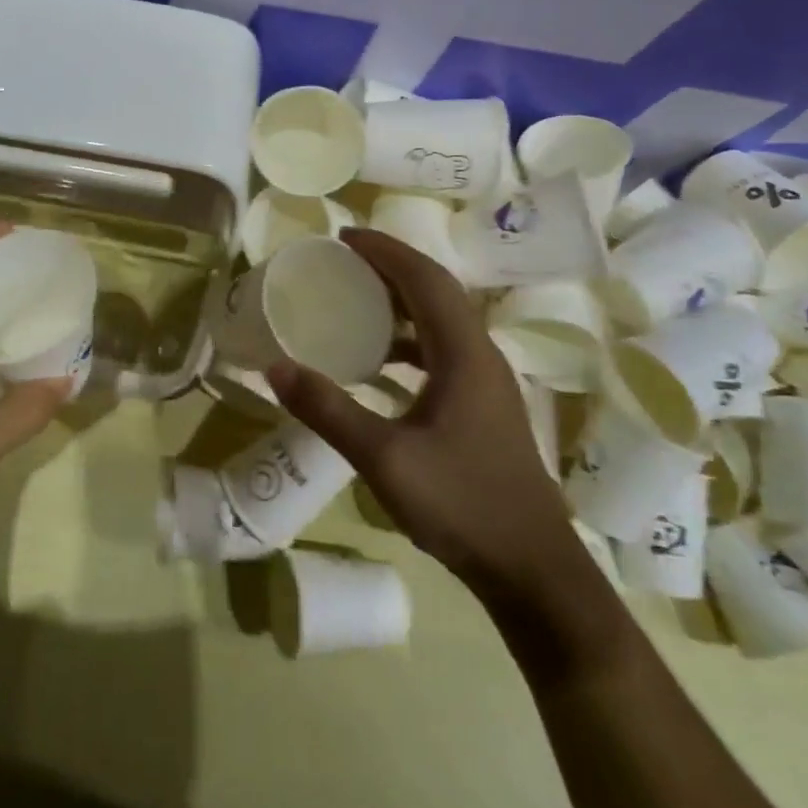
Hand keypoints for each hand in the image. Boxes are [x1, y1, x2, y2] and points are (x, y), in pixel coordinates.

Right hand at [266, 229, 578, 602]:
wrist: (533, 570)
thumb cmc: (463, 505)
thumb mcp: (385, 458)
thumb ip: (329, 410)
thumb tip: (275, 367)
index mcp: (465, 355)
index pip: (426, 281)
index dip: (386, 252)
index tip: (344, 237)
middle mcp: (480, 358)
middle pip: (436, 293)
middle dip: (390, 269)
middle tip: (342, 262)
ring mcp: (485, 385)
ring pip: (440, 323)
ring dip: (399, 304)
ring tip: (353, 301)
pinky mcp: (482, 408)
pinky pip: (440, 353)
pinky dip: (406, 342)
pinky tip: (376, 364)